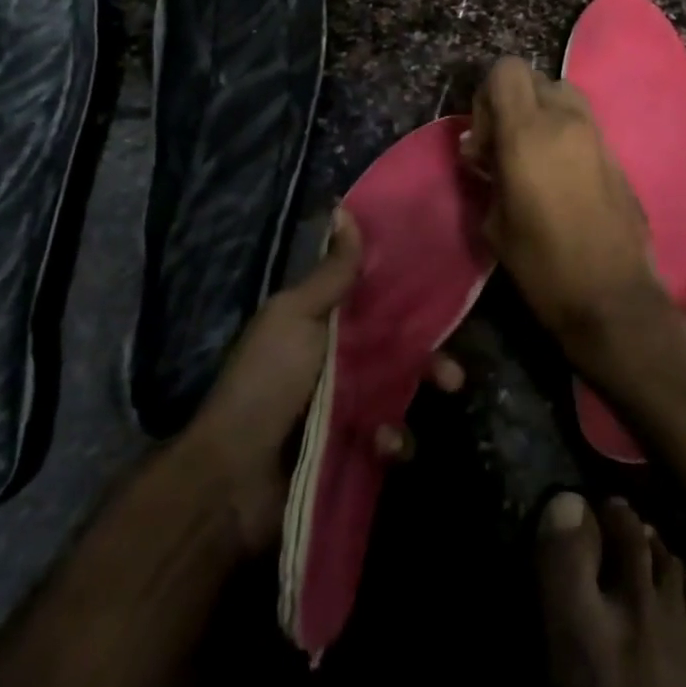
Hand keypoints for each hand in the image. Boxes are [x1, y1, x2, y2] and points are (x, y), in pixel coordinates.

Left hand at [187, 209, 462, 554]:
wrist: (233, 477)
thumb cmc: (266, 381)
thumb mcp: (296, 316)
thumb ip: (332, 272)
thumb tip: (345, 209)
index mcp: (326, 324)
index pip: (378, 301)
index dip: (410, 294)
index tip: (446, 286)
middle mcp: (341, 362)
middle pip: (400, 348)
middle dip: (432, 354)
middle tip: (453, 368)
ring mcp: (349, 408)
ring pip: (404, 390)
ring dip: (424, 391)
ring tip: (443, 394)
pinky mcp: (354, 450)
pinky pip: (392, 439)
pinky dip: (395, 440)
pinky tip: (383, 443)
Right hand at [461, 58, 661, 344]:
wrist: (612, 297)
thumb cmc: (543, 264)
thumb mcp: (495, 222)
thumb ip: (486, 173)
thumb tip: (482, 152)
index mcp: (528, 133)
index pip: (506, 70)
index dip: (487, 95)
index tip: (484, 138)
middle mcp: (566, 121)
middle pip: (534, 77)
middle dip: (513, 103)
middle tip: (504, 147)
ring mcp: (597, 134)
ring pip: (563, 94)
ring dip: (542, 113)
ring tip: (532, 157)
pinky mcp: (616, 153)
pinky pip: (583, 122)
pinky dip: (565, 132)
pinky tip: (559, 175)